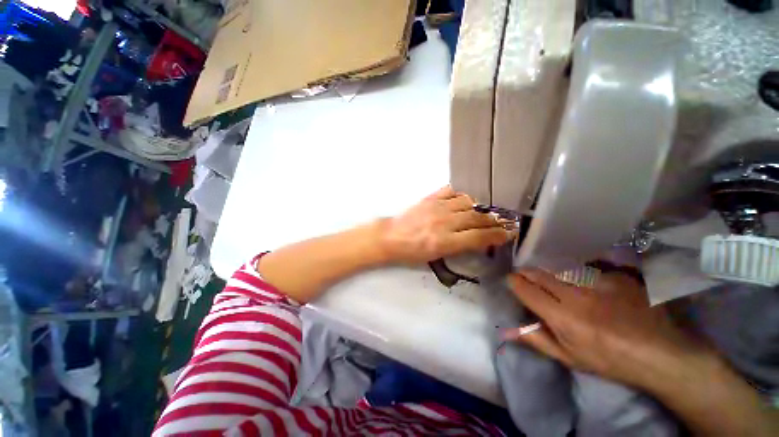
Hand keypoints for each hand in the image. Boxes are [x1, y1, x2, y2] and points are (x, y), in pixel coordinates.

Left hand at [379, 186, 517, 263]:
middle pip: (477, 218)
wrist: (390, 237)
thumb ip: (457, 247)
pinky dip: (461, 195)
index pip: (479, 237)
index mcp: (445, 242)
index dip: (497, 235)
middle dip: (493, 220)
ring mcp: (437, 207)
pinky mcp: (430, 198)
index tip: (509, 233)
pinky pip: (451, 191)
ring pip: (468, 202)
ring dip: (478, 207)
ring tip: (482, 211)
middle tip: (503, 221)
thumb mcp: (435, 257)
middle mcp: (444, 223)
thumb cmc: (411, 252)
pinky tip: (464, 200)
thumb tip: (476, 239)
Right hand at [504, 269, 706, 387]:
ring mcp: (598, 282)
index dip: (515, 283)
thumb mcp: (570, 358)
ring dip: (552, 274)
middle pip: (540, 274)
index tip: (512, 281)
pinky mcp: (616, 275)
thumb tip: (507, 330)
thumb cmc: (610, 360)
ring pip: (560, 270)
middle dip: (527, 273)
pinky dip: (580, 275)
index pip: (526, 290)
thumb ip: (536, 340)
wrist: (662, 353)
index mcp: (563, 318)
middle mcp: (576, 295)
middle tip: (526, 276)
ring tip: (557, 283)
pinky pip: (587, 269)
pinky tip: (588, 284)